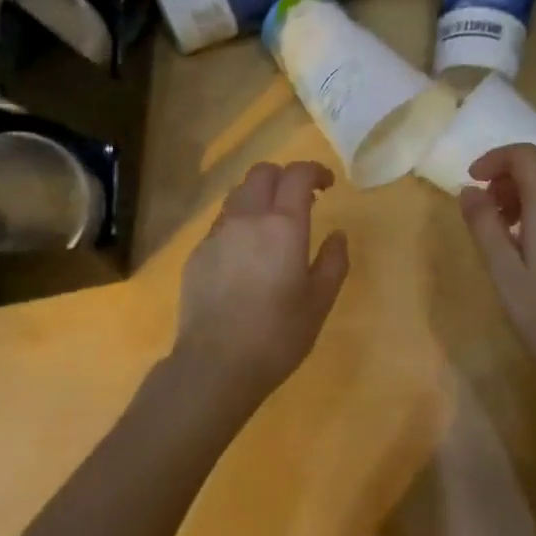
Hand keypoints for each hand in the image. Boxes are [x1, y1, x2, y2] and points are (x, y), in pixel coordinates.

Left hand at [171, 161, 349, 417]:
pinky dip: (239, 222)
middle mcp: (247, 218)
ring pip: (237, 194)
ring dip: (259, 196)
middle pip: (262, 173)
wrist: (216, 364)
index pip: (297, 174)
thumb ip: (334, 261)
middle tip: (301, 200)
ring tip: (272, 224)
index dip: (315, 171)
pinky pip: (221, 222)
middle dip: (285, 177)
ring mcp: (217, 234)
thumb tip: (338, 234)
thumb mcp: (320, 301)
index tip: (328, 185)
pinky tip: (246, 254)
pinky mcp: (197, 253)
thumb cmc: (278, 335)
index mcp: (283, 225)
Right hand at [460, 144, 535, 393]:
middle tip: (484, 206)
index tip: (471, 181)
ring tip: (502, 226)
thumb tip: (469, 191)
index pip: (525, 155)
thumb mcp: (504, 271)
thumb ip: (484, 225)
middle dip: (509, 175)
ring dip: (526, 191)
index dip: (494, 159)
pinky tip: (530, 243)